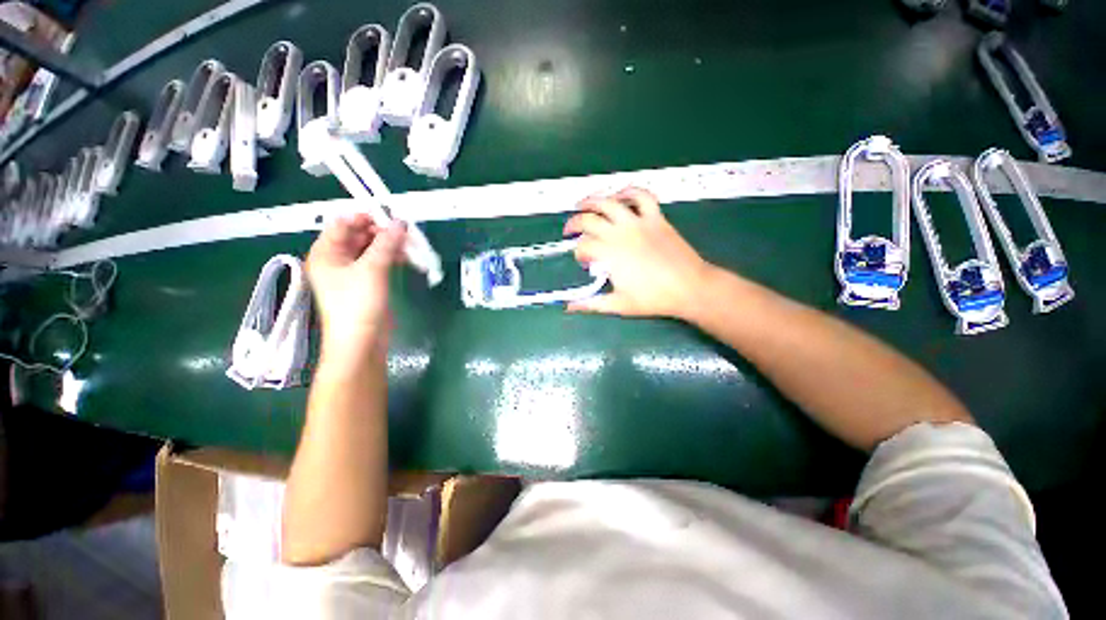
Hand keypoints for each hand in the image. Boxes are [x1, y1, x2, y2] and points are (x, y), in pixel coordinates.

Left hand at [306, 215, 405, 363]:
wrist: (361, 341)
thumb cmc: (358, 303)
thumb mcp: (372, 269)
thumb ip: (386, 243)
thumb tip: (400, 222)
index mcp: (326, 252)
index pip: (343, 223)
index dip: (366, 216)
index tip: (391, 216)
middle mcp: (336, 259)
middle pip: (358, 235)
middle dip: (382, 231)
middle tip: (406, 231)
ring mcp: (352, 272)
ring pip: (371, 249)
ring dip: (390, 245)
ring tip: (410, 244)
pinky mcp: (366, 283)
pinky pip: (378, 262)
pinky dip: (391, 257)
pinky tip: (407, 257)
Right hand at [563, 187, 711, 318]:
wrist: (689, 287)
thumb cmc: (653, 298)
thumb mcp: (619, 305)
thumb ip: (591, 304)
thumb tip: (569, 307)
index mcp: (609, 254)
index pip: (583, 247)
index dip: (578, 253)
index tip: (583, 262)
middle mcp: (619, 233)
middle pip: (588, 220)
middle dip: (574, 224)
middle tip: (569, 231)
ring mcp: (638, 222)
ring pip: (609, 202)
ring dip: (592, 200)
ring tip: (582, 203)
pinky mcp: (656, 218)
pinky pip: (642, 196)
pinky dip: (630, 191)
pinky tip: (620, 195)